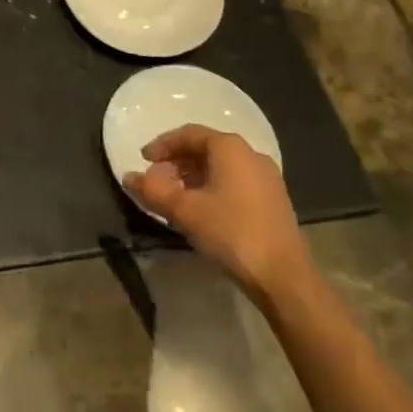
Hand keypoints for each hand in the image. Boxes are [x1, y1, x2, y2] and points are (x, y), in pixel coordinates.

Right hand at [124, 125, 309, 293]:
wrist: (284, 277)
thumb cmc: (231, 232)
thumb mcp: (185, 211)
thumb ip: (153, 190)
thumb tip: (128, 176)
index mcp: (229, 147)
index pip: (188, 134)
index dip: (162, 145)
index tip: (143, 160)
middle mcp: (250, 154)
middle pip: (205, 149)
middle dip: (177, 162)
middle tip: (156, 181)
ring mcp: (266, 177)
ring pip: (221, 167)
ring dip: (194, 177)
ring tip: (175, 197)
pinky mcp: (273, 200)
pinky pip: (235, 182)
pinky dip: (213, 188)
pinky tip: (202, 210)